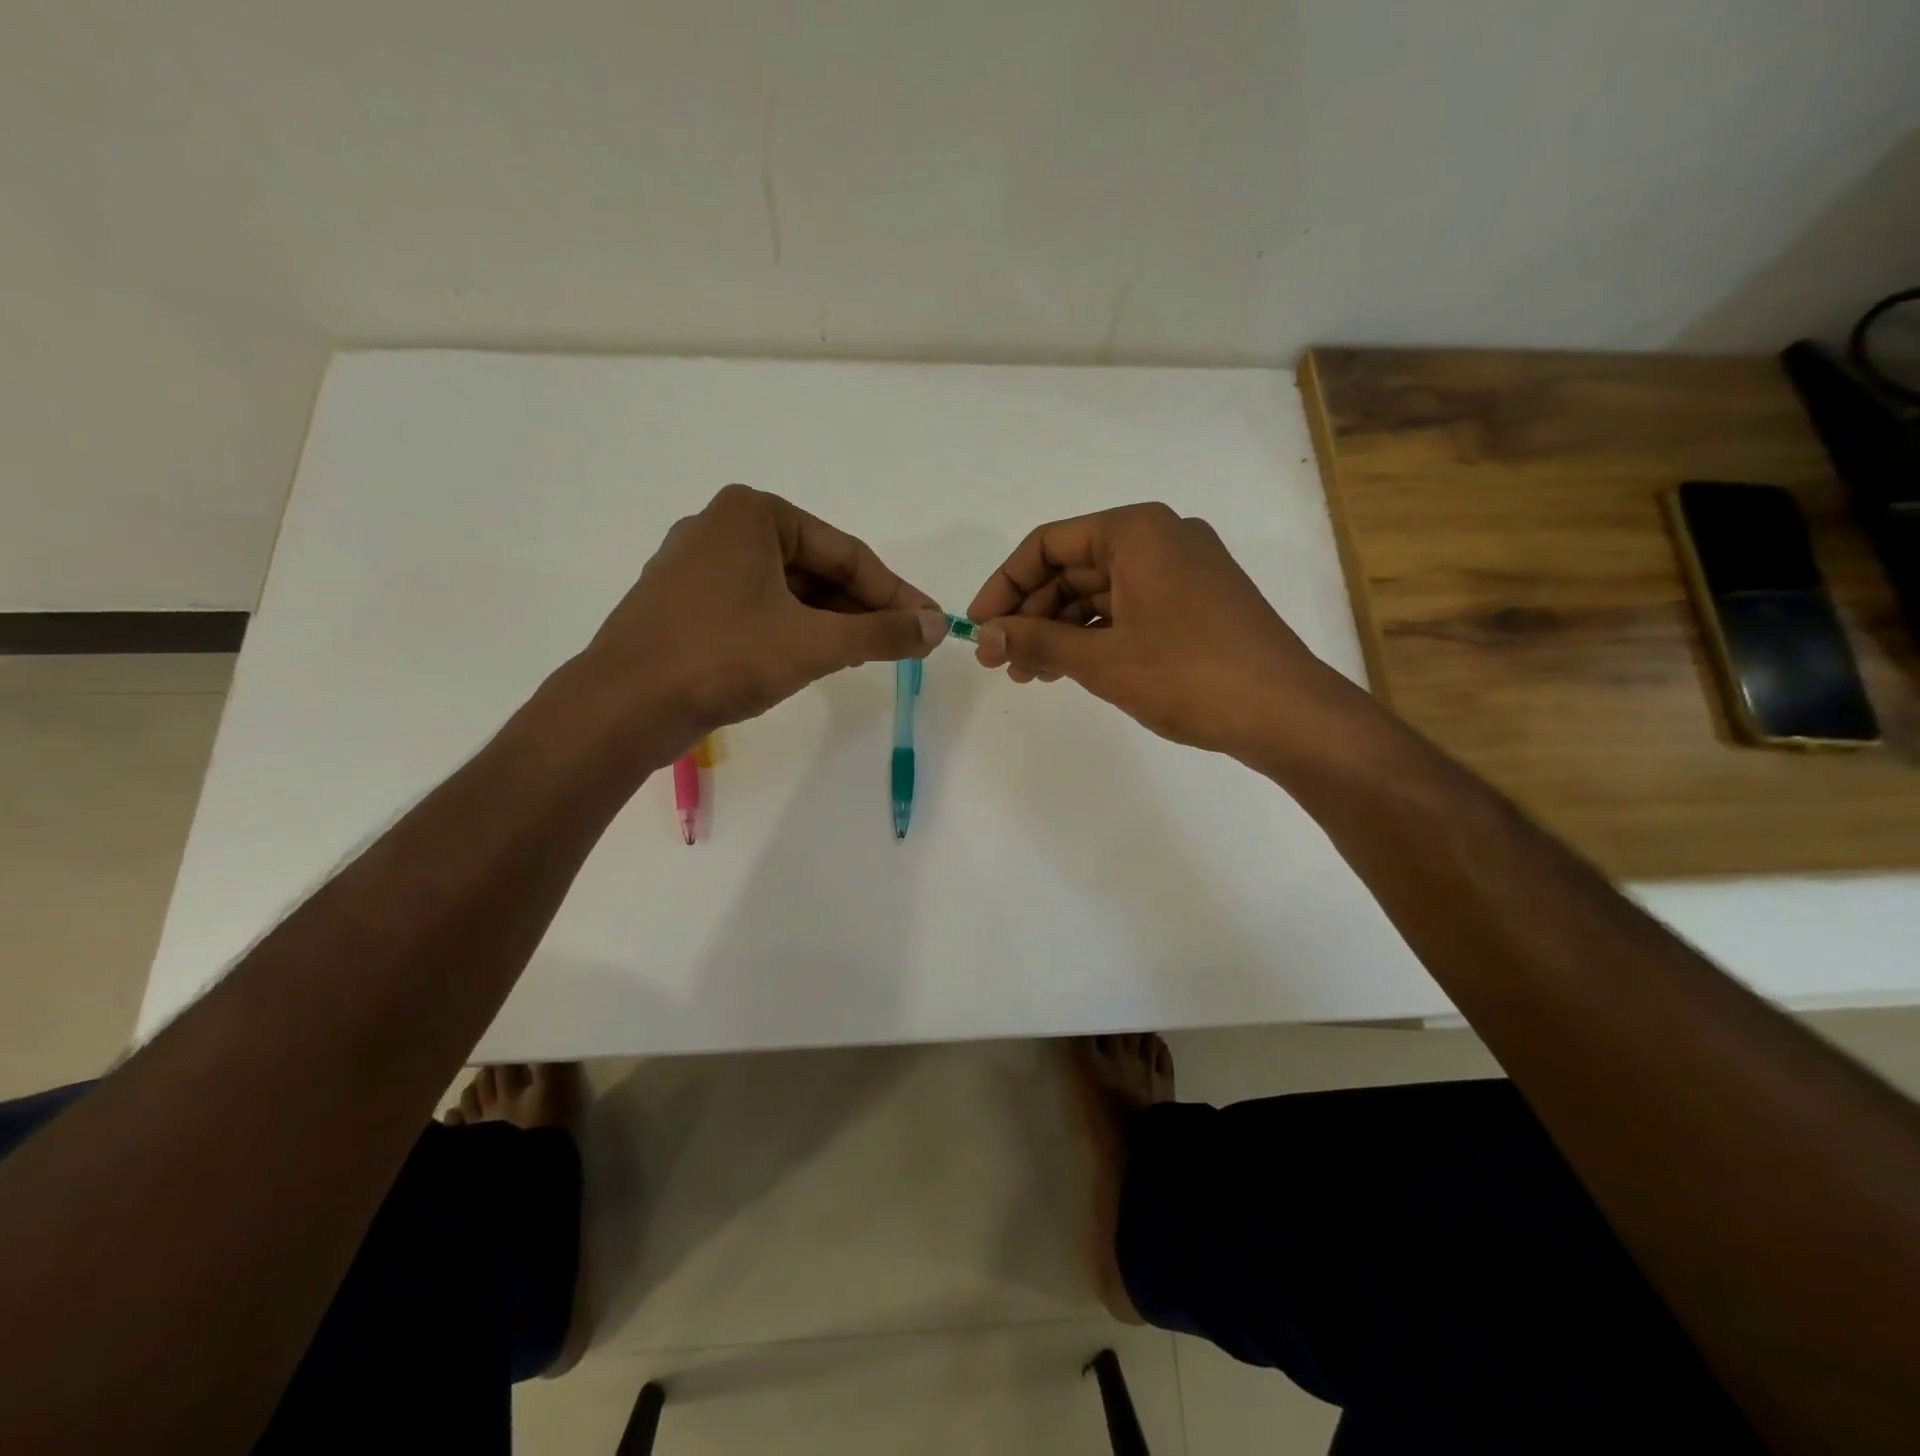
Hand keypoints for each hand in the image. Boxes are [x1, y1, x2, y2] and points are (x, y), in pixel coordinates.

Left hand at [579, 485, 944, 750]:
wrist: (623, 706)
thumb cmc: (723, 657)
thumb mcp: (815, 643)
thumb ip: (883, 632)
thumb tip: (938, 627)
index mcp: (753, 514)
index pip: (846, 553)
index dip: (895, 593)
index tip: (929, 623)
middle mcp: (723, 528)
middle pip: (817, 569)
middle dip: (863, 608)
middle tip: (904, 644)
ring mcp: (699, 567)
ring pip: (787, 591)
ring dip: (832, 622)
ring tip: (870, 654)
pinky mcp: (686, 604)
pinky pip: (758, 608)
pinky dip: (794, 630)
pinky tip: (819, 657)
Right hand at [967, 502, 1358, 760]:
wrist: (1285, 713)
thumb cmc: (1188, 675)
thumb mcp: (1101, 659)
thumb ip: (1037, 641)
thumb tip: (985, 636)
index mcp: (1137, 531)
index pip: (1048, 544)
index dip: (1005, 585)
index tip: (979, 627)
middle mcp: (1160, 539)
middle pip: (1073, 568)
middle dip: (1031, 614)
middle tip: (1000, 661)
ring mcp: (1183, 572)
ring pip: (1099, 593)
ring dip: (1060, 631)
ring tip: (1029, 675)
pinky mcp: (1196, 605)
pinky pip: (1128, 610)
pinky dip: (1095, 637)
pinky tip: (1070, 669)